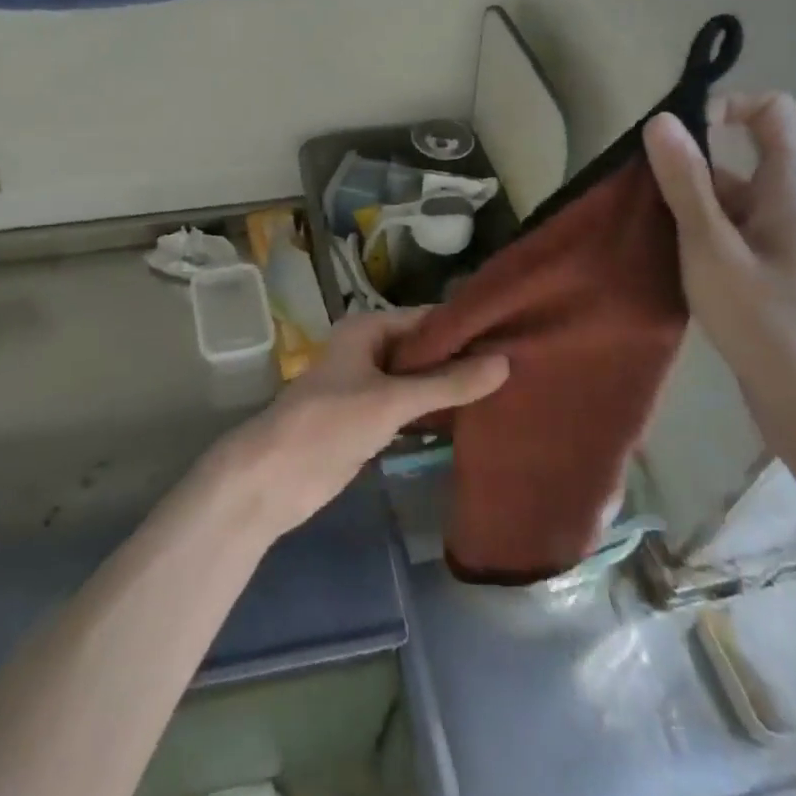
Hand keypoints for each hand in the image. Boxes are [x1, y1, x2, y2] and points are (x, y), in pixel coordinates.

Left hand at [221, 310, 508, 536]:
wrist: (275, 476)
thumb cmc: (329, 423)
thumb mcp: (392, 399)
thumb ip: (448, 383)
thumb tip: (505, 362)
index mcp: (368, 329)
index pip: (428, 318)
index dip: (467, 327)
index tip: (514, 333)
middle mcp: (369, 350)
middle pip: (424, 349)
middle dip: (463, 359)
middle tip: (520, 366)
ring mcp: (368, 387)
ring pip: (419, 381)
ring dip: (452, 387)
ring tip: (508, 390)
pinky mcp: (369, 421)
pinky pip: (411, 408)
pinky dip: (436, 411)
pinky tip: (474, 419)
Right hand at [643, 93, 795, 475]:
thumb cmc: (770, 323)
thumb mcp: (713, 248)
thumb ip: (686, 183)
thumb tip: (661, 120)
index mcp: (792, 184)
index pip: (770, 110)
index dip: (725, 107)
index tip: (676, 138)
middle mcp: (792, 202)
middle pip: (737, 156)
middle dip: (686, 167)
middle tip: (641, 197)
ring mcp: (782, 239)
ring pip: (727, 198)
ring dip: (685, 206)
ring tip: (644, 234)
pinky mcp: (770, 270)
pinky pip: (729, 231)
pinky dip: (696, 235)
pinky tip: (666, 262)